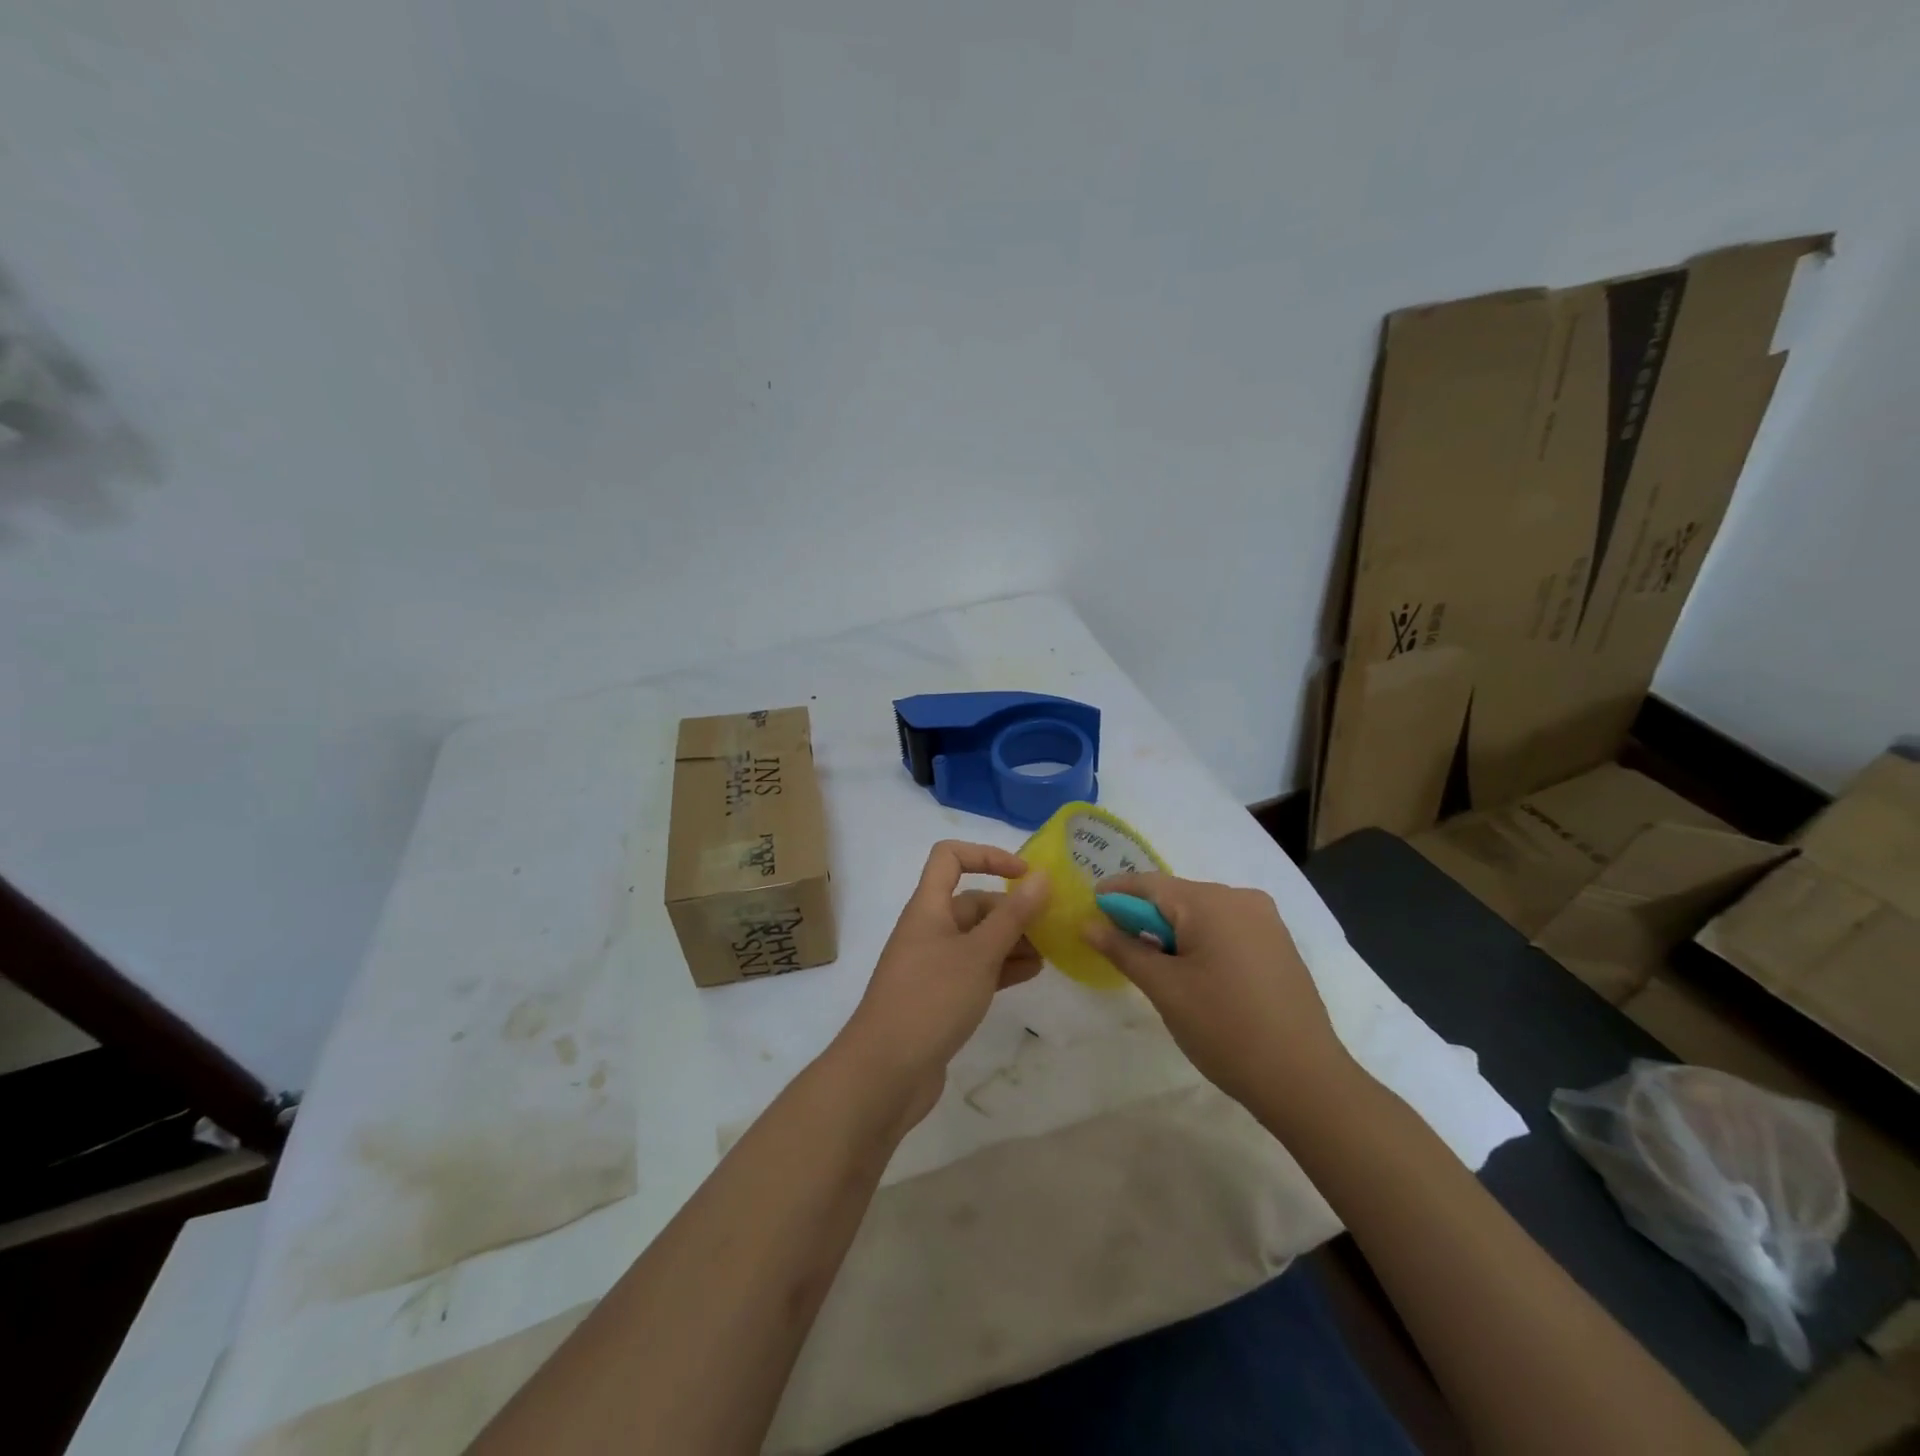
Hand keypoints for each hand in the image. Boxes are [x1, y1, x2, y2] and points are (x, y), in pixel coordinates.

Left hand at [838, 842, 1049, 1128]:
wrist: (884, 1073)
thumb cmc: (931, 1000)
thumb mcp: (978, 954)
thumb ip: (1013, 916)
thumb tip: (1042, 877)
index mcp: (928, 907)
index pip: (950, 857)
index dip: (987, 856)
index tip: (1025, 875)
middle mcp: (929, 929)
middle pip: (973, 902)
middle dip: (1012, 910)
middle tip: (1052, 926)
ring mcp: (933, 965)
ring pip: (978, 938)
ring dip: (1012, 940)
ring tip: (1050, 953)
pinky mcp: (940, 996)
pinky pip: (976, 969)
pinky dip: (1002, 967)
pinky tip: (1031, 974)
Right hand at [1082, 873, 1356, 1114]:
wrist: (1305, 1081)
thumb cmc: (1225, 1030)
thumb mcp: (1165, 989)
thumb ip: (1123, 949)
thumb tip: (1087, 923)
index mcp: (1212, 902)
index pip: (1149, 884)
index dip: (1115, 893)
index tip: (1088, 908)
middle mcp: (1241, 899)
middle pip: (1176, 896)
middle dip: (1143, 917)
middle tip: (1116, 946)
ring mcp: (1265, 921)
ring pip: (1201, 913)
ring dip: (1171, 931)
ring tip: (1154, 966)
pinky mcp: (1278, 944)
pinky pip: (1226, 928)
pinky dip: (1200, 941)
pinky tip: (1192, 973)